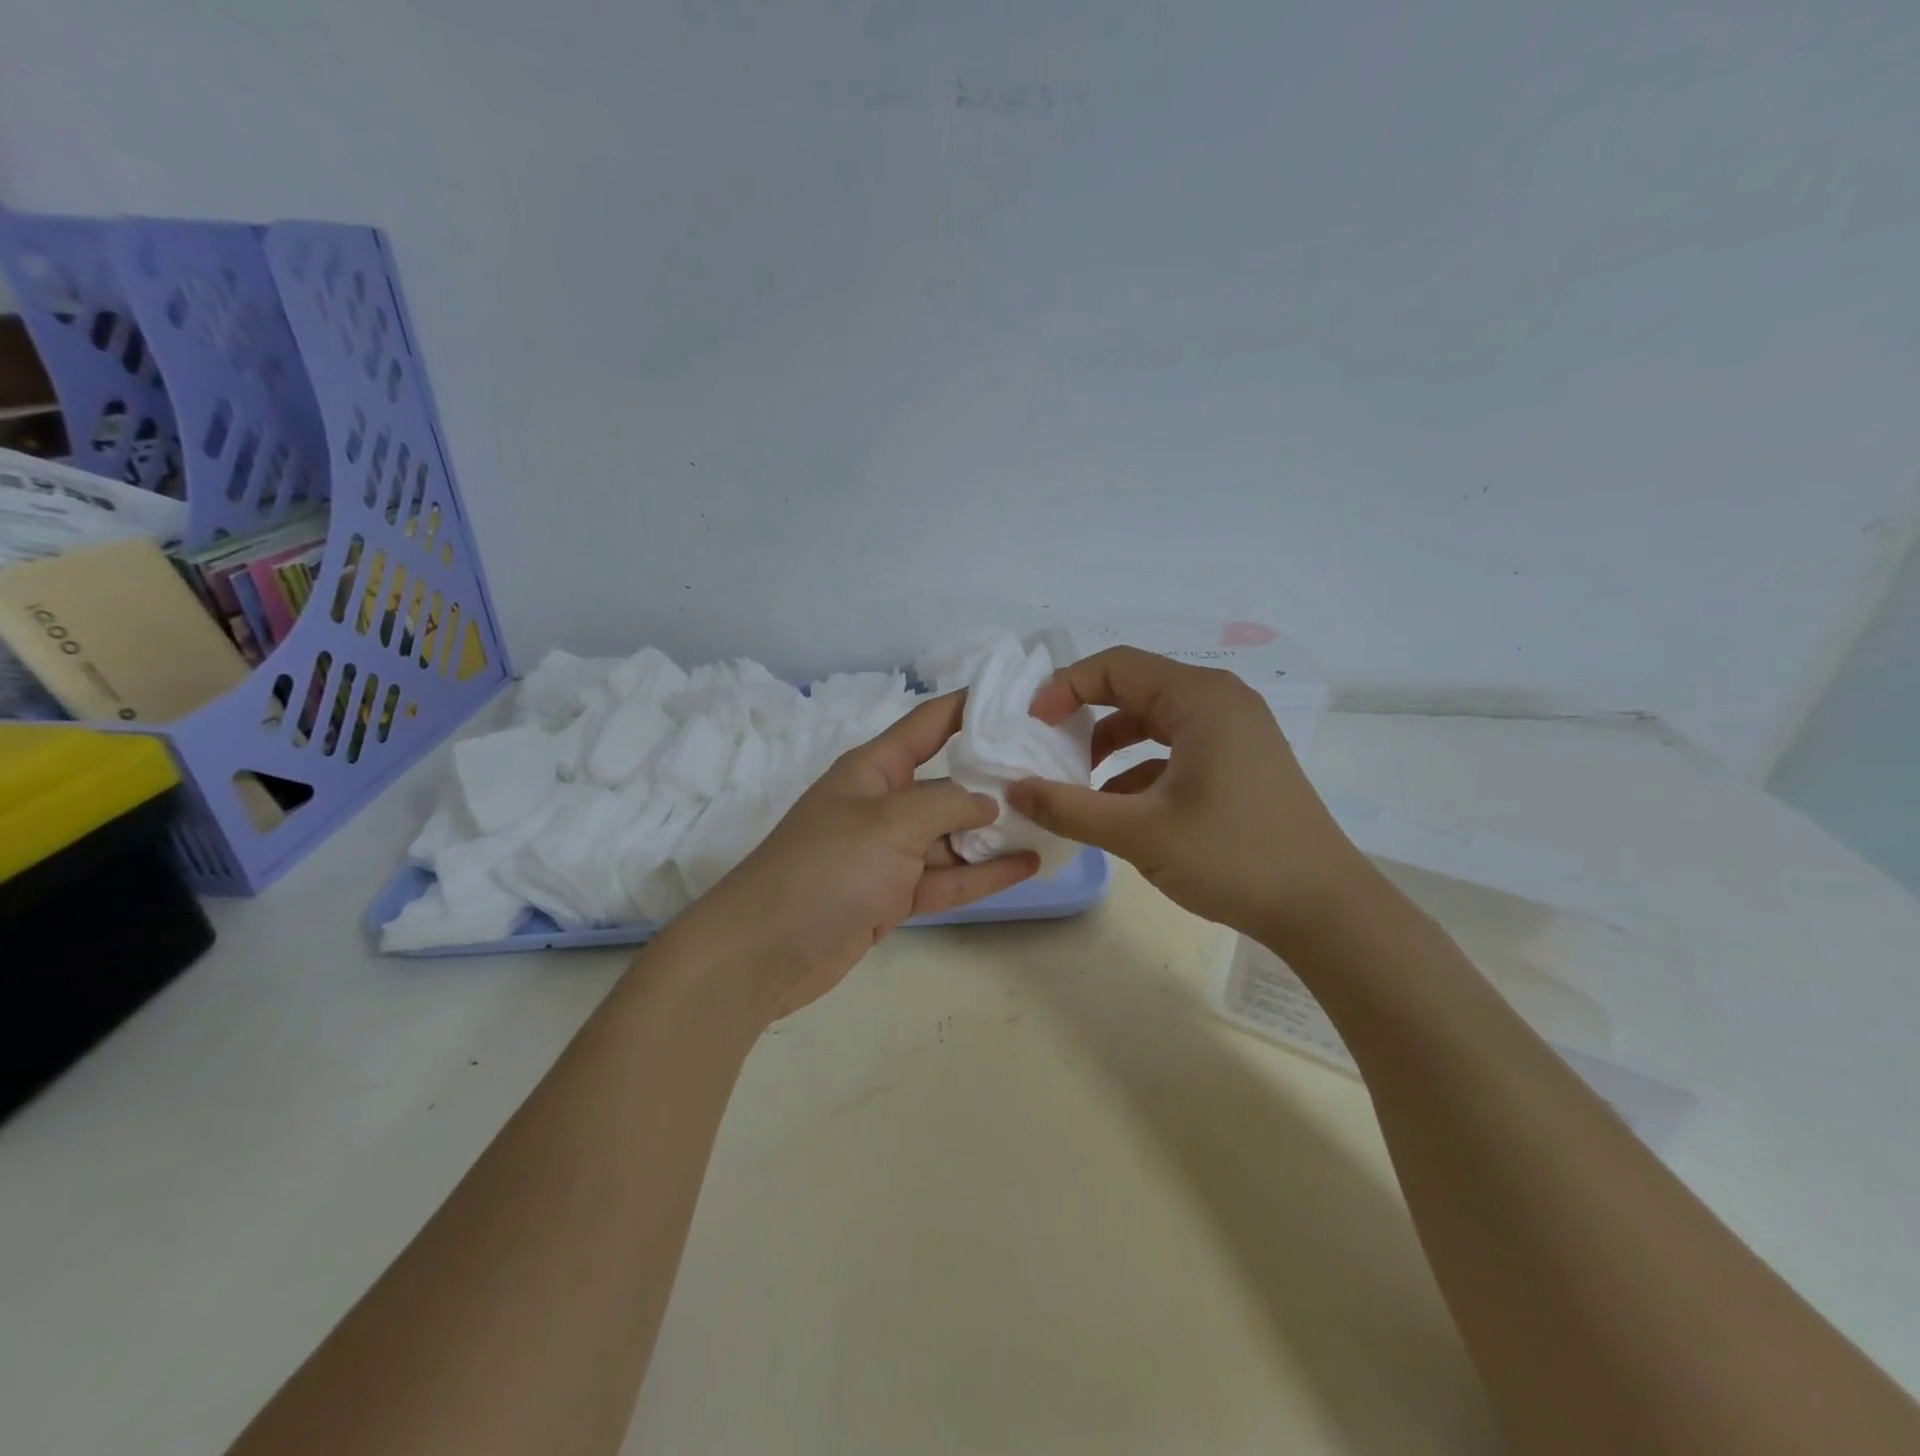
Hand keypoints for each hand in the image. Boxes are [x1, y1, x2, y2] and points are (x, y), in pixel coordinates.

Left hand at [673, 691, 1039, 1022]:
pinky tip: (1028, 863)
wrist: (764, 952)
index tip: (1022, 700)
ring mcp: (890, 853)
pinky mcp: (895, 895)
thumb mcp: (889, 822)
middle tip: (1055, 770)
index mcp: (874, 769)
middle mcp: (884, 804)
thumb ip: (947, 803)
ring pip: (954, 835)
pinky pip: (947, 877)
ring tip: (1052, 818)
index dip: (972, 706)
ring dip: (997, 830)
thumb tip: (989, 801)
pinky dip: (983, 872)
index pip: (930, 723)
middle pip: (949, 782)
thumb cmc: (825, 868)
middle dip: (997, 777)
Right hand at [1007, 646, 1370, 944]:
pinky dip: (1139, 769)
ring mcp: (1234, 732)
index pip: (1116, 666)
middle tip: (1045, 750)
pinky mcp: (1239, 762)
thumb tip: (1015, 791)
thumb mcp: (1140, 833)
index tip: (1031, 727)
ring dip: (1110, 746)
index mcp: (1200, 699)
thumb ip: (1070, 808)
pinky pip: (1175, 749)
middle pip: (1134, 689)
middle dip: (1084, 717)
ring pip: (1153, 721)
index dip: (1065, 688)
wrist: (1324, 909)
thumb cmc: (1233, 857)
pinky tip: (1117, 807)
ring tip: (1076, 783)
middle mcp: (1219, 702)